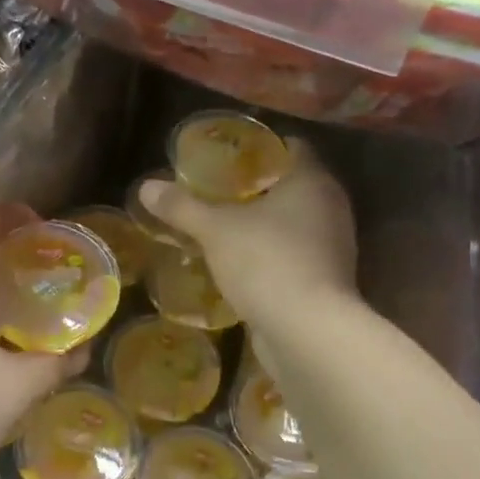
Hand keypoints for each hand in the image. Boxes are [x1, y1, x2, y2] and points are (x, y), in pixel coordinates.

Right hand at [139, 138, 357, 335]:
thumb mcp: (215, 230)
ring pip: (293, 223)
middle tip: (217, 188)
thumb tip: (146, 187)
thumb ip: (182, 207)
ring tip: (223, 224)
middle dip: (257, 188)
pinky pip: (294, 254)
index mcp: (313, 181)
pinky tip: (239, 262)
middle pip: (292, 186)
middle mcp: (330, 208)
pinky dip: (270, 253)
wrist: (307, 332)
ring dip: (263, 224)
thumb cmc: (266, 262)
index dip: (262, 146)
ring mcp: (332, 246)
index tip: (230, 153)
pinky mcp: (326, 280)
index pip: (293, 147)